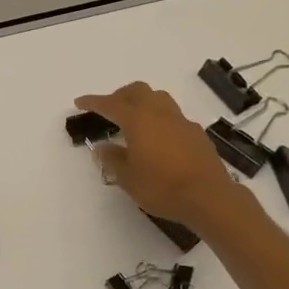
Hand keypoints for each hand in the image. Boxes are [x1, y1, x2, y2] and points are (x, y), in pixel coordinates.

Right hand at [74, 82, 243, 229]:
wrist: (209, 197)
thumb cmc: (162, 187)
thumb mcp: (128, 178)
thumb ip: (112, 159)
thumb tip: (103, 147)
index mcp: (138, 120)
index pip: (110, 104)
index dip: (93, 102)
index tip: (79, 102)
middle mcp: (160, 113)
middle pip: (137, 90)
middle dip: (120, 95)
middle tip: (109, 109)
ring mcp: (181, 121)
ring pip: (158, 98)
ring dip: (142, 102)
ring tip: (134, 120)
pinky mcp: (196, 133)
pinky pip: (173, 116)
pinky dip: (159, 119)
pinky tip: (158, 139)